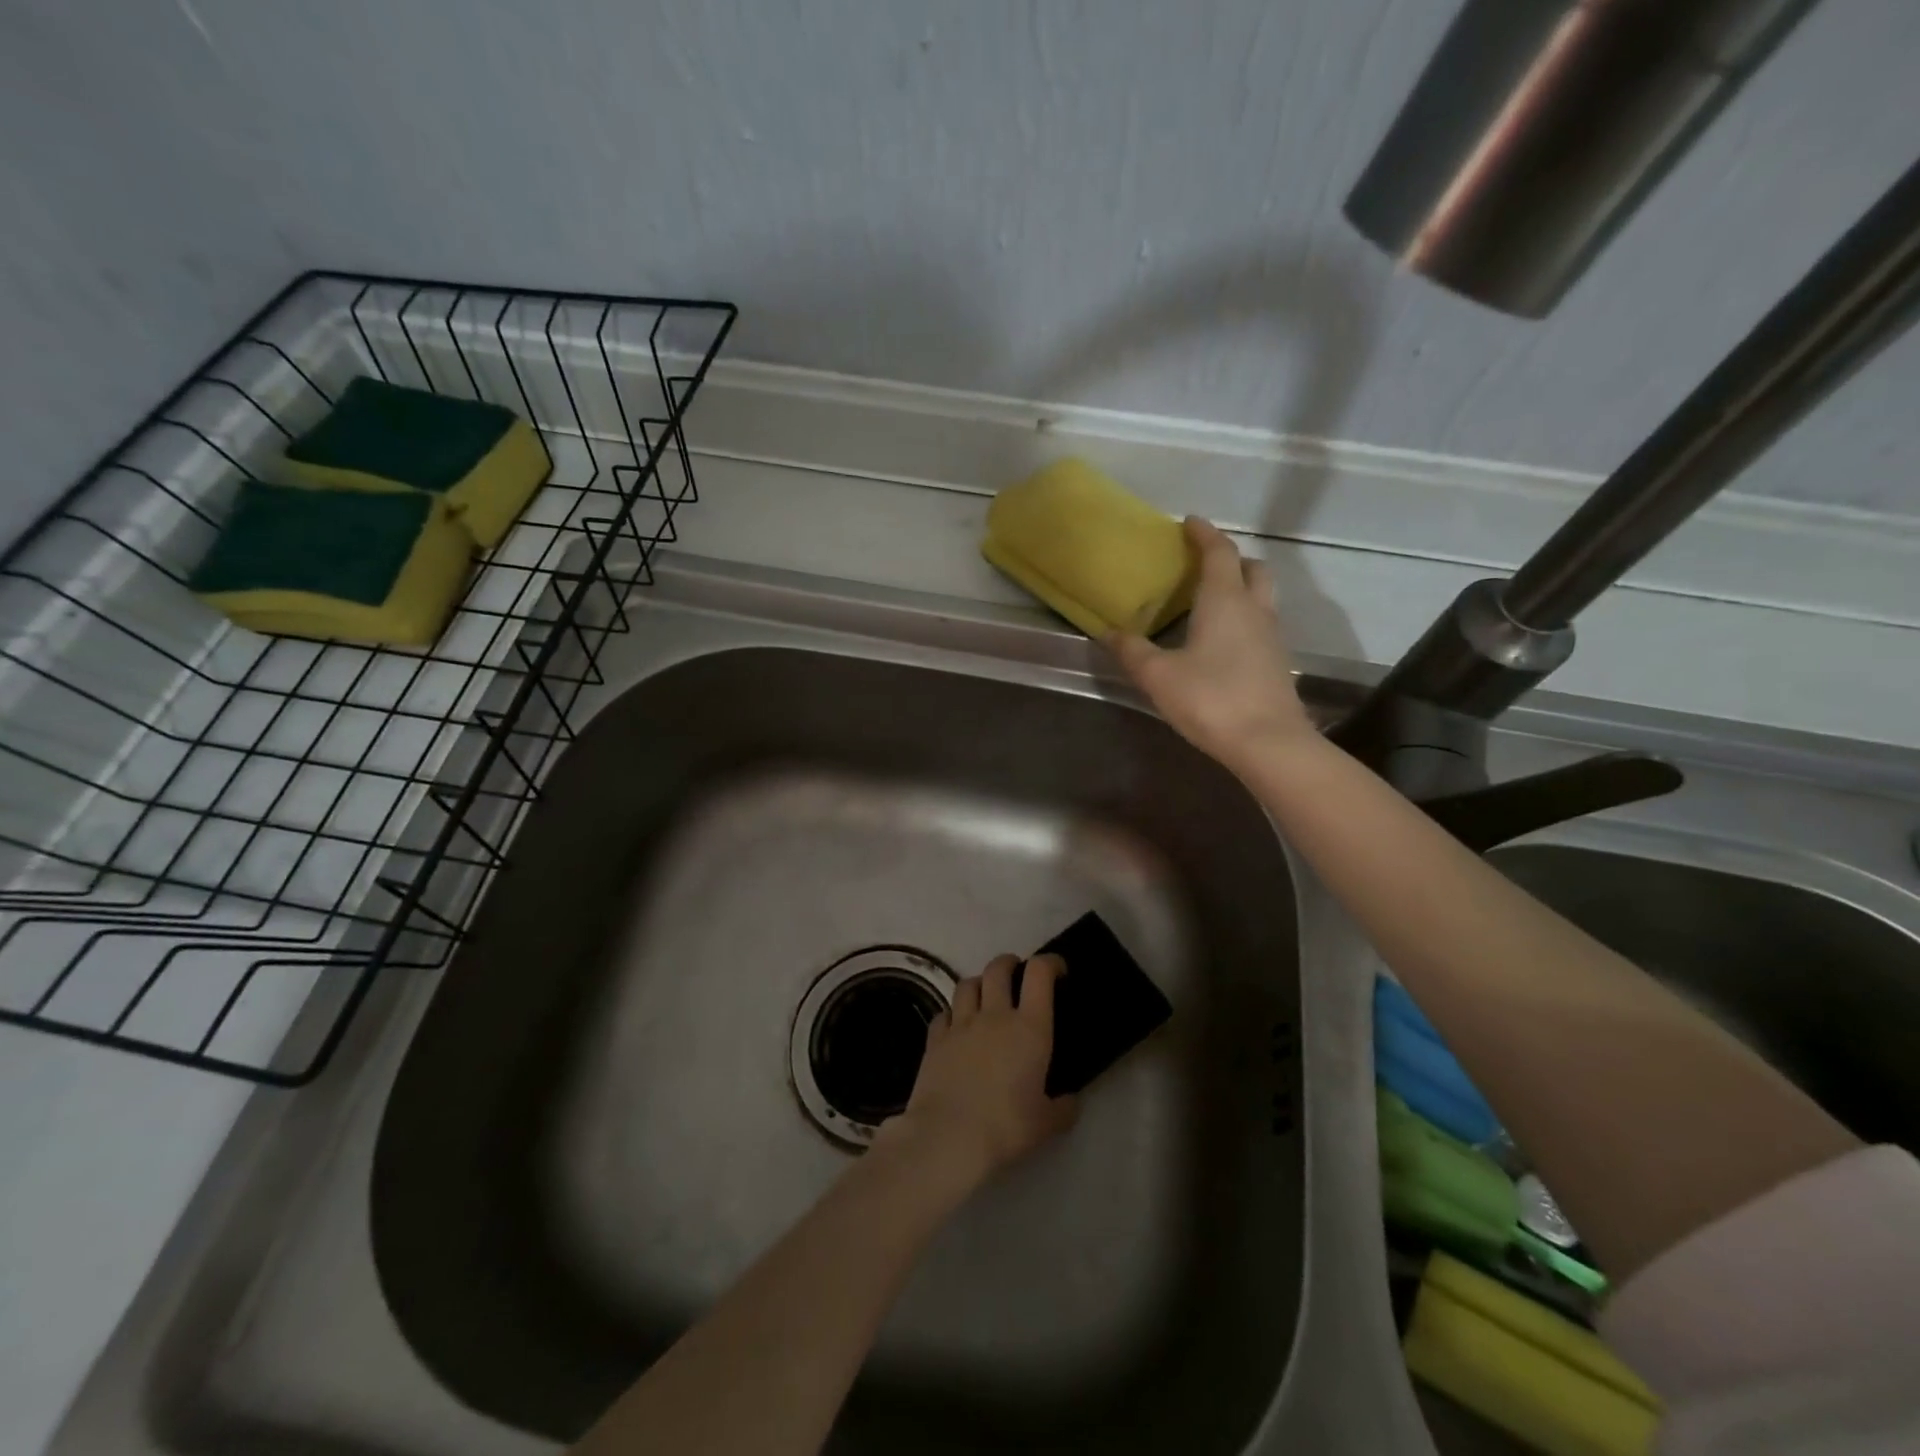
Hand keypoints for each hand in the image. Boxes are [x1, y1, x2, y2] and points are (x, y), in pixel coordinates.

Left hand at [880, 954, 1077, 1185]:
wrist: (948, 1137)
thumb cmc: (1005, 1127)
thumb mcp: (1046, 1124)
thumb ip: (1063, 1109)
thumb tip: (1071, 1102)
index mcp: (1029, 1027)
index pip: (1039, 974)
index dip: (1050, 962)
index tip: (1057, 970)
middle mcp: (994, 1015)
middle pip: (998, 968)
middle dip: (1010, 963)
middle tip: (1017, 973)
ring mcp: (961, 1024)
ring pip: (968, 983)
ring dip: (979, 983)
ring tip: (985, 995)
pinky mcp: (935, 1039)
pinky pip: (944, 1013)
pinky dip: (953, 1014)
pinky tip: (956, 1027)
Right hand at [1107, 517, 1314, 772]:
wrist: (1268, 743)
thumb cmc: (1210, 699)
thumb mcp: (1158, 676)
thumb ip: (1132, 651)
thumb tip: (1109, 632)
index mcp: (1225, 600)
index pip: (1219, 552)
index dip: (1204, 533)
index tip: (1189, 522)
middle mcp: (1254, 609)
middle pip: (1252, 568)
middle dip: (1230, 558)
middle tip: (1204, 564)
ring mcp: (1272, 636)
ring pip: (1262, 596)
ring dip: (1241, 587)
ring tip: (1212, 601)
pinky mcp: (1277, 662)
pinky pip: (1262, 624)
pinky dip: (1245, 617)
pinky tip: (1224, 641)